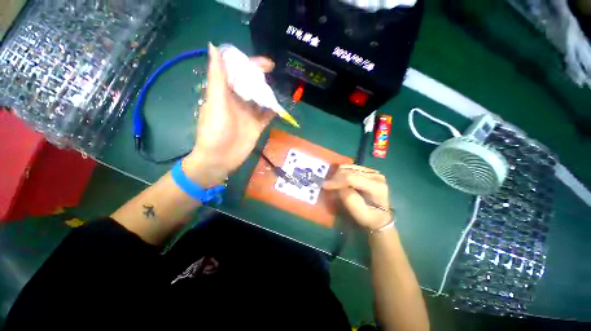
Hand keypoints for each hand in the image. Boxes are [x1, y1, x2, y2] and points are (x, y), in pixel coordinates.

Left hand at [183, 44, 275, 186]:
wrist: (220, 159)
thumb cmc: (214, 132)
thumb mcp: (215, 103)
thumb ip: (217, 78)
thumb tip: (213, 47)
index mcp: (225, 93)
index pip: (237, 72)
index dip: (250, 64)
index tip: (266, 64)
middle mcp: (238, 101)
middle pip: (251, 84)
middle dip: (262, 78)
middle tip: (275, 76)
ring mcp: (249, 114)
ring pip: (261, 99)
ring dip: (269, 94)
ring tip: (280, 89)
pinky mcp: (257, 125)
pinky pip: (267, 115)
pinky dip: (273, 111)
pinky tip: (280, 107)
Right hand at [323, 165, 392, 230]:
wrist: (380, 216)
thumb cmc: (370, 218)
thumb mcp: (361, 215)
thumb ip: (350, 201)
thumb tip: (340, 188)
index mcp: (377, 187)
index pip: (352, 178)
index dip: (337, 181)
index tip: (324, 185)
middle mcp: (376, 175)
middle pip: (349, 171)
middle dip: (336, 178)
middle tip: (329, 187)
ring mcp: (372, 171)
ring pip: (348, 167)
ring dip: (338, 175)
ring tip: (334, 184)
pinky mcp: (368, 170)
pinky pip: (350, 167)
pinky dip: (342, 173)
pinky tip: (340, 180)